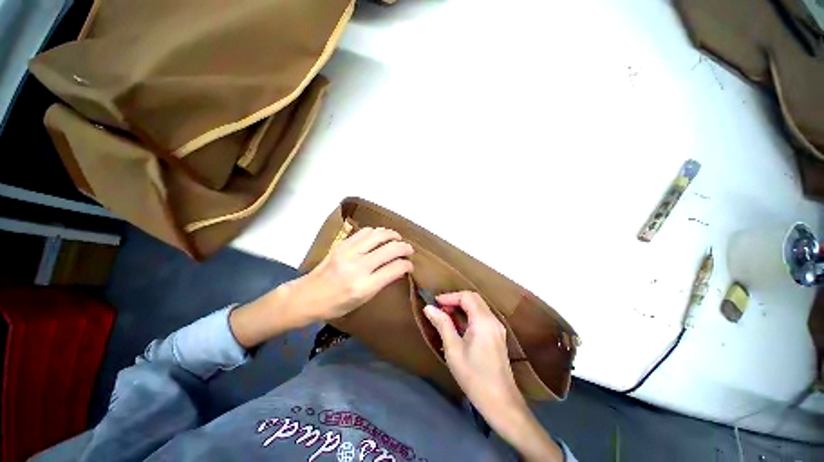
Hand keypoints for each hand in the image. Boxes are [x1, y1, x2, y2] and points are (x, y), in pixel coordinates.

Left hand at [291, 227, 413, 320]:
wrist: (306, 296)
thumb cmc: (336, 305)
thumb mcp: (363, 300)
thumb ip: (382, 282)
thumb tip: (398, 268)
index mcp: (364, 286)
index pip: (394, 269)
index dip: (407, 265)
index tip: (410, 265)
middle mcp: (358, 267)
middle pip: (390, 249)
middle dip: (404, 247)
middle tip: (409, 249)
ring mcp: (348, 252)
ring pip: (378, 235)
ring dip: (392, 235)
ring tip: (397, 238)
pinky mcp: (341, 245)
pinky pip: (364, 232)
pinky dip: (376, 232)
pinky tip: (379, 236)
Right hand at [423, 291, 522, 413]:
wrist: (501, 403)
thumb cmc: (474, 376)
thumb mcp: (453, 350)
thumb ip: (442, 325)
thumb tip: (429, 308)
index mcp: (483, 321)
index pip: (466, 297)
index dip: (450, 296)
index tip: (435, 303)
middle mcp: (493, 320)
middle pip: (474, 298)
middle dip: (455, 299)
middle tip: (440, 308)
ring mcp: (497, 327)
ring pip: (478, 306)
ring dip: (462, 306)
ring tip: (446, 315)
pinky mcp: (497, 335)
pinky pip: (482, 316)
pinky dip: (469, 314)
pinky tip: (458, 325)